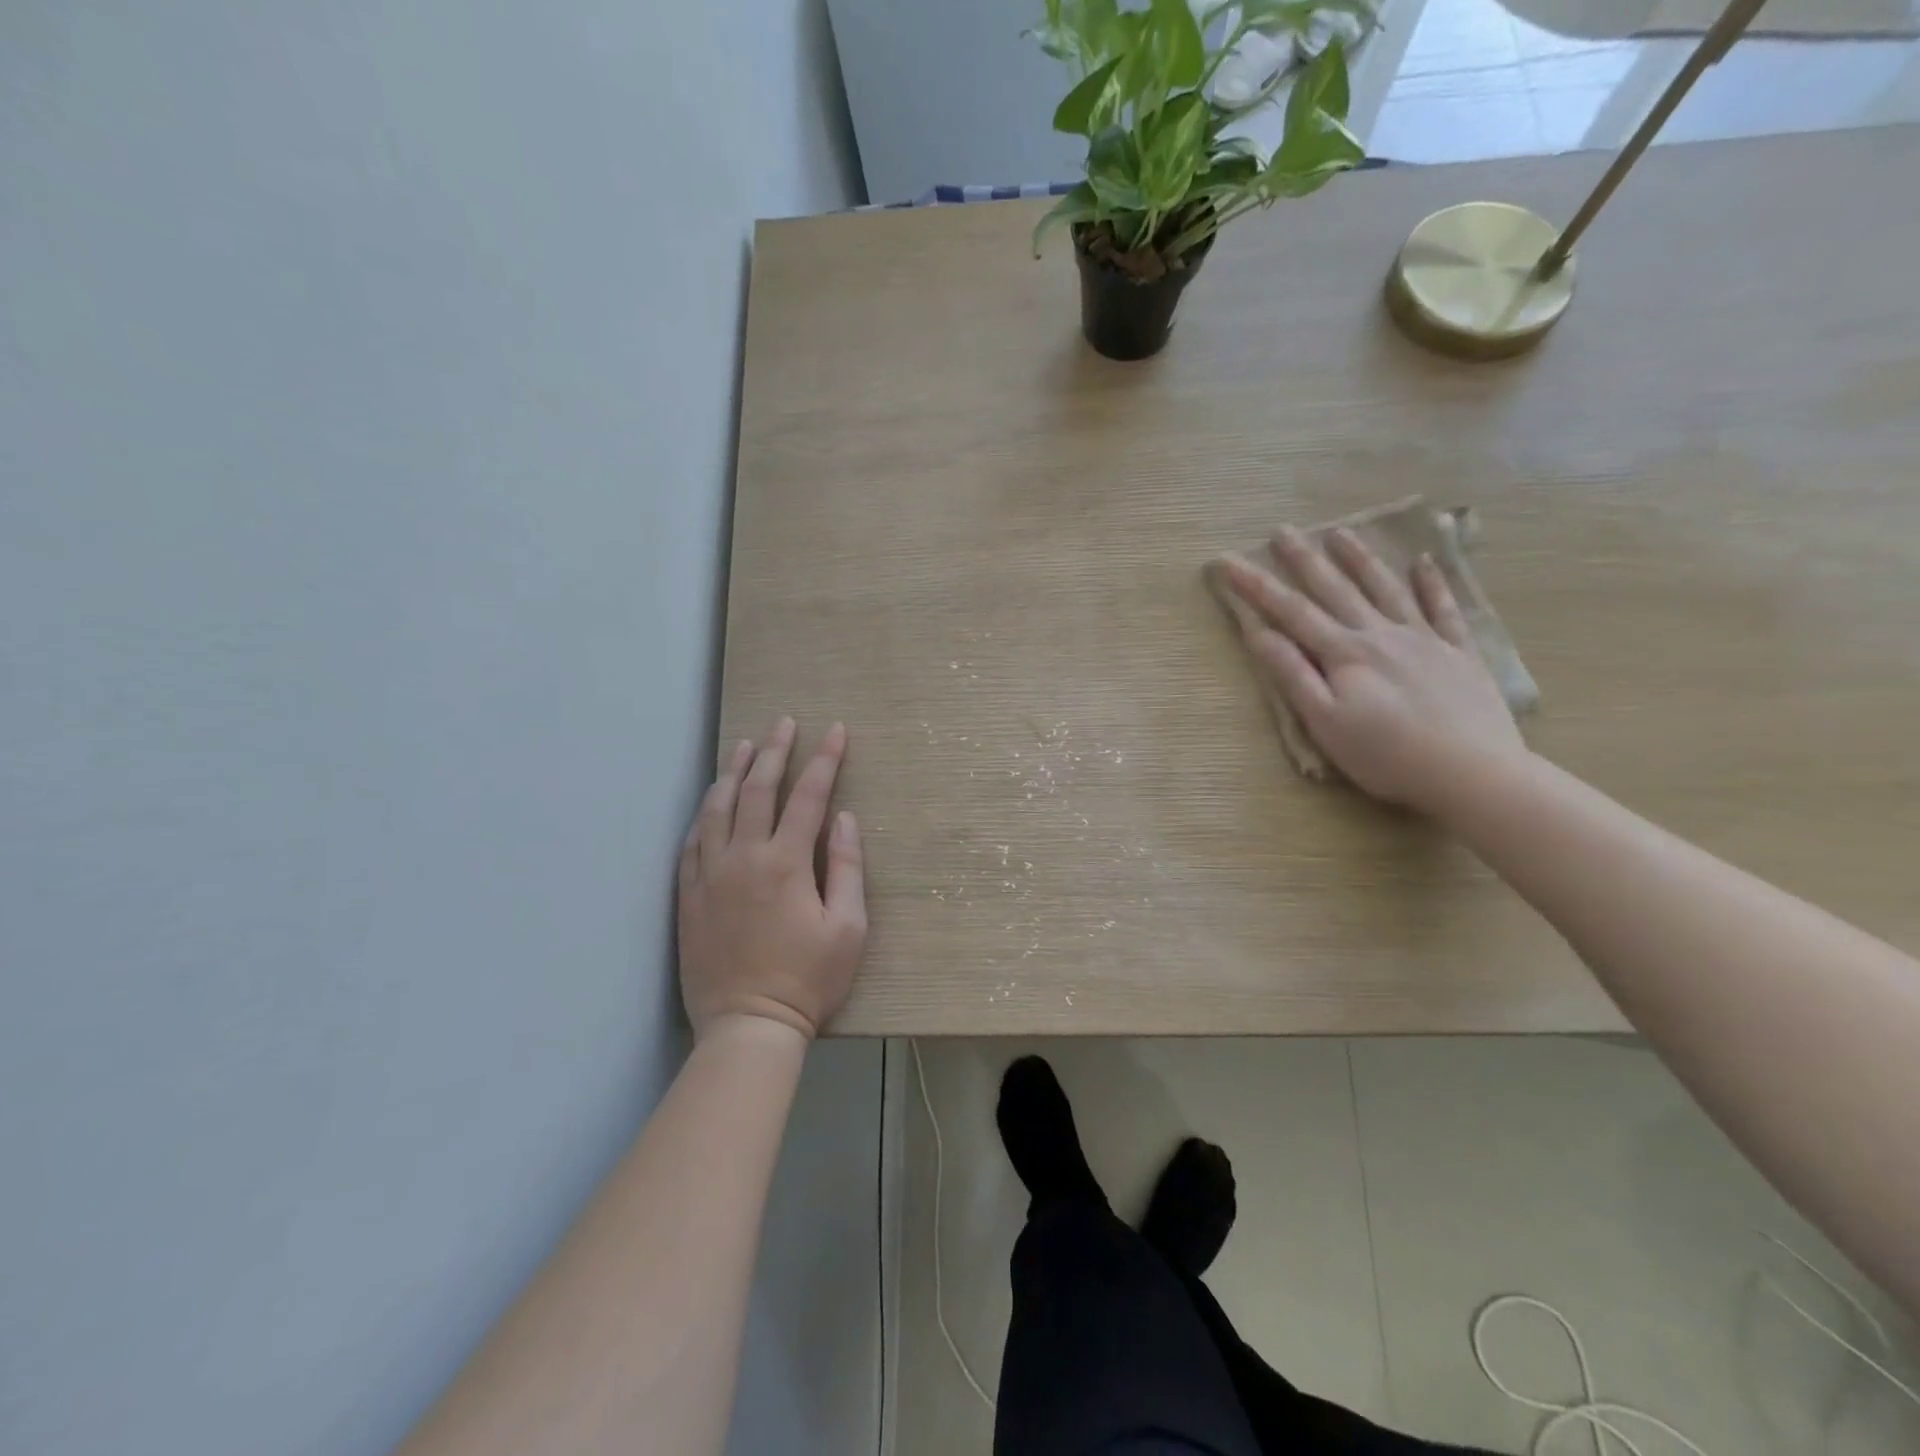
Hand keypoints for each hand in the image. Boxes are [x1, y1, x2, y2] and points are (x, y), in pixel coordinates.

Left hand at [677, 717, 866, 1042]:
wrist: (747, 1026)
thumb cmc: (808, 980)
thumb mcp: (849, 928)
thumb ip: (846, 867)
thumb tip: (844, 817)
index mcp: (786, 863)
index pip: (809, 796)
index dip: (825, 760)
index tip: (835, 731)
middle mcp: (743, 858)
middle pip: (758, 789)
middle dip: (775, 751)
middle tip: (784, 722)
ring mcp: (709, 875)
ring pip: (718, 808)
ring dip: (734, 771)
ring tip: (745, 744)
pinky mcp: (688, 895)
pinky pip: (692, 841)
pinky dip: (705, 812)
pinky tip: (712, 799)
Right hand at [1222, 526, 1525, 810]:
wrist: (1472, 772)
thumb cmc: (1386, 755)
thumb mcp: (1325, 722)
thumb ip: (1293, 674)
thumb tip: (1259, 633)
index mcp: (1344, 654)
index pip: (1290, 611)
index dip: (1256, 586)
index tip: (1228, 561)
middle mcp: (1381, 634)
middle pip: (1336, 589)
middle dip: (1305, 560)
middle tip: (1283, 531)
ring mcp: (1424, 640)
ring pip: (1386, 589)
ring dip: (1361, 560)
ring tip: (1341, 532)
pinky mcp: (1459, 653)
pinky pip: (1443, 609)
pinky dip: (1432, 583)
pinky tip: (1425, 563)